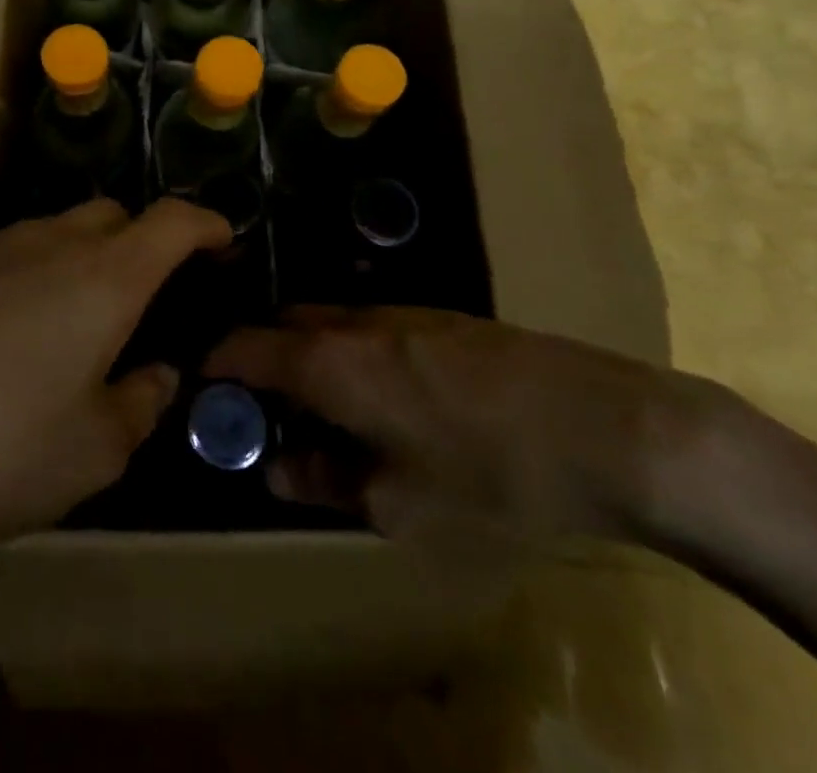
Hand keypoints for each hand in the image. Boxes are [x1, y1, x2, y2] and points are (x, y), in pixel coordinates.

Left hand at [0, 198, 229, 552]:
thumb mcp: (91, 453)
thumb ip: (139, 405)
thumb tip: (156, 374)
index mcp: (102, 279)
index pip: (172, 222)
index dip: (206, 224)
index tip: (223, 239)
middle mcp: (47, 244)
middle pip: (110, 215)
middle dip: (140, 240)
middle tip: (143, 296)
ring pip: (52, 233)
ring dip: (77, 262)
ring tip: (68, 327)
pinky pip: (2, 257)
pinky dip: (25, 279)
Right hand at [206, 306, 724, 548]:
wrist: (609, 427)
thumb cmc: (490, 475)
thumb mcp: (399, 504)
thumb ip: (323, 480)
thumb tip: (276, 469)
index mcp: (329, 362)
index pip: (243, 346)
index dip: (216, 367)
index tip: (207, 396)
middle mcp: (354, 322)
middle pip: (283, 327)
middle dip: (263, 363)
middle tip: (269, 415)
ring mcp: (401, 312)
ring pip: (329, 325)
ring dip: (310, 359)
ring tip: (329, 414)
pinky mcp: (442, 317)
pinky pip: (370, 327)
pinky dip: (352, 354)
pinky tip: (389, 399)